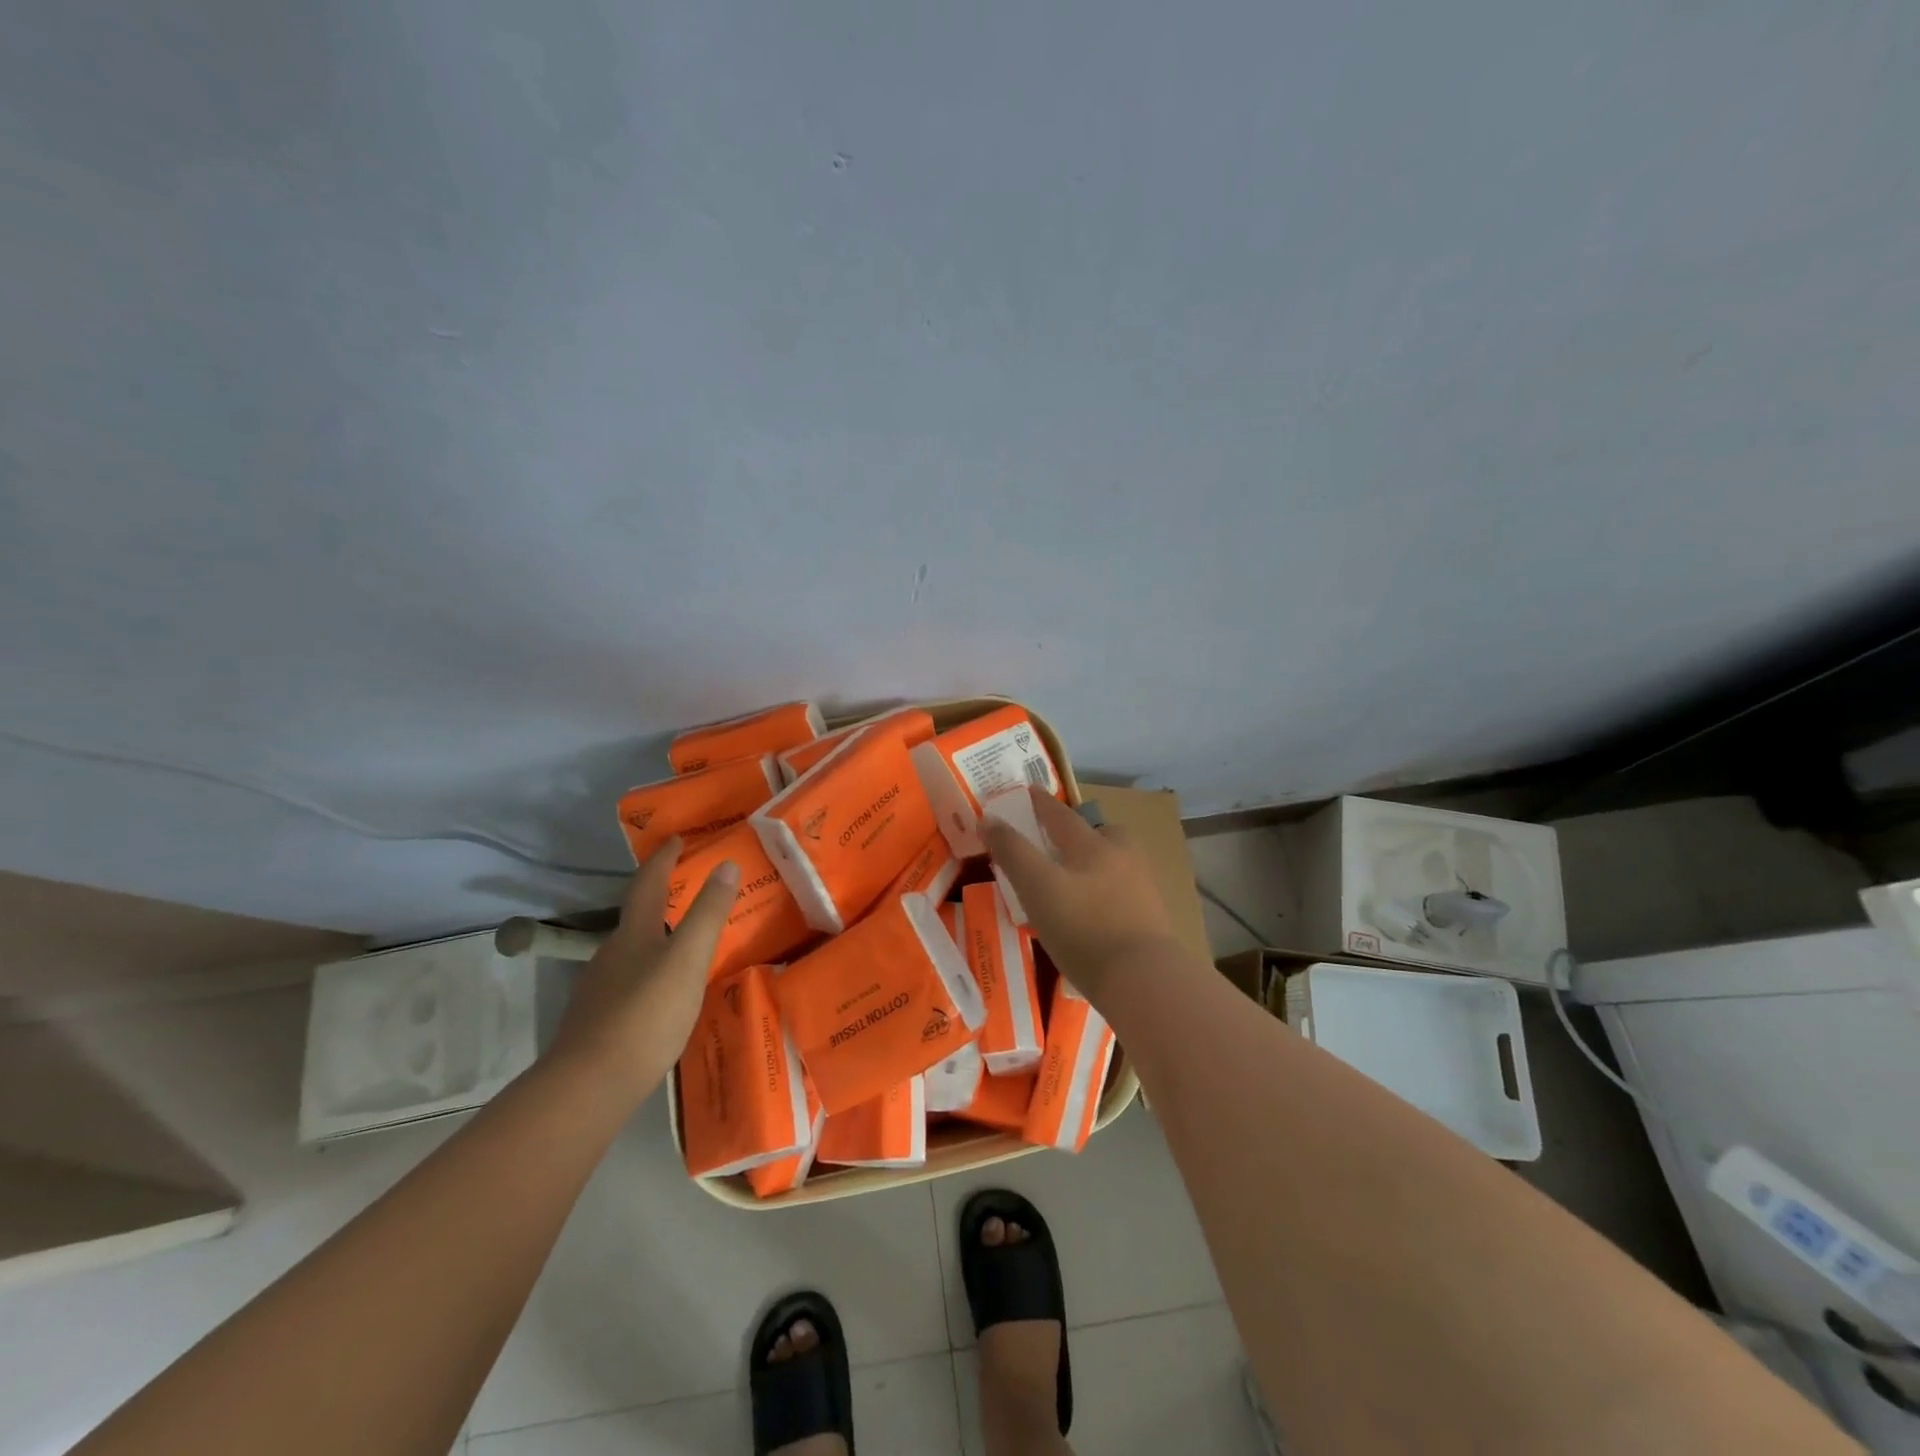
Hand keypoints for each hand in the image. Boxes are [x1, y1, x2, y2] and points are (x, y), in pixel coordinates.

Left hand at [546, 837, 737, 1099]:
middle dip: (661, 897)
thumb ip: (708, 913)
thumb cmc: (646, 1014)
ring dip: (657, 937)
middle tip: (692, 889)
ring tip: (686, 942)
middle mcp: (612, 954)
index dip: (663, 858)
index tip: (678, 838)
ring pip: (633, 951)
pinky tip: (665, 992)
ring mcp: (601, 989)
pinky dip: (651, 972)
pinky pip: (630, 982)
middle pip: (637, 916)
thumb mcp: (688, 959)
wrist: (589, 1085)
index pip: (648, 883)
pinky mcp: (599, 1021)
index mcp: (634, 933)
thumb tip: (726, 864)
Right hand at [982, 788, 1182, 1005]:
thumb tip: (988, 819)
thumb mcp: (1037, 886)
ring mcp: (1142, 890)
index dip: (1042, 803)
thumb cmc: (1083, 927)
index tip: (1029, 790)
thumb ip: (1012, 852)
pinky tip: (1092, 915)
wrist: (1142, 980)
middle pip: (1101, 834)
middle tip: (1059, 841)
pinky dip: (1105, 895)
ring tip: (1073, 882)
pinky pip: (1122, 895)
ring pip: (1115, 864)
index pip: (1061, 815)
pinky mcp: (1151, 921)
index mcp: (1093, 845)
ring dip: (1095, 864)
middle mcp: (1123, 858)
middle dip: (1080, 833)